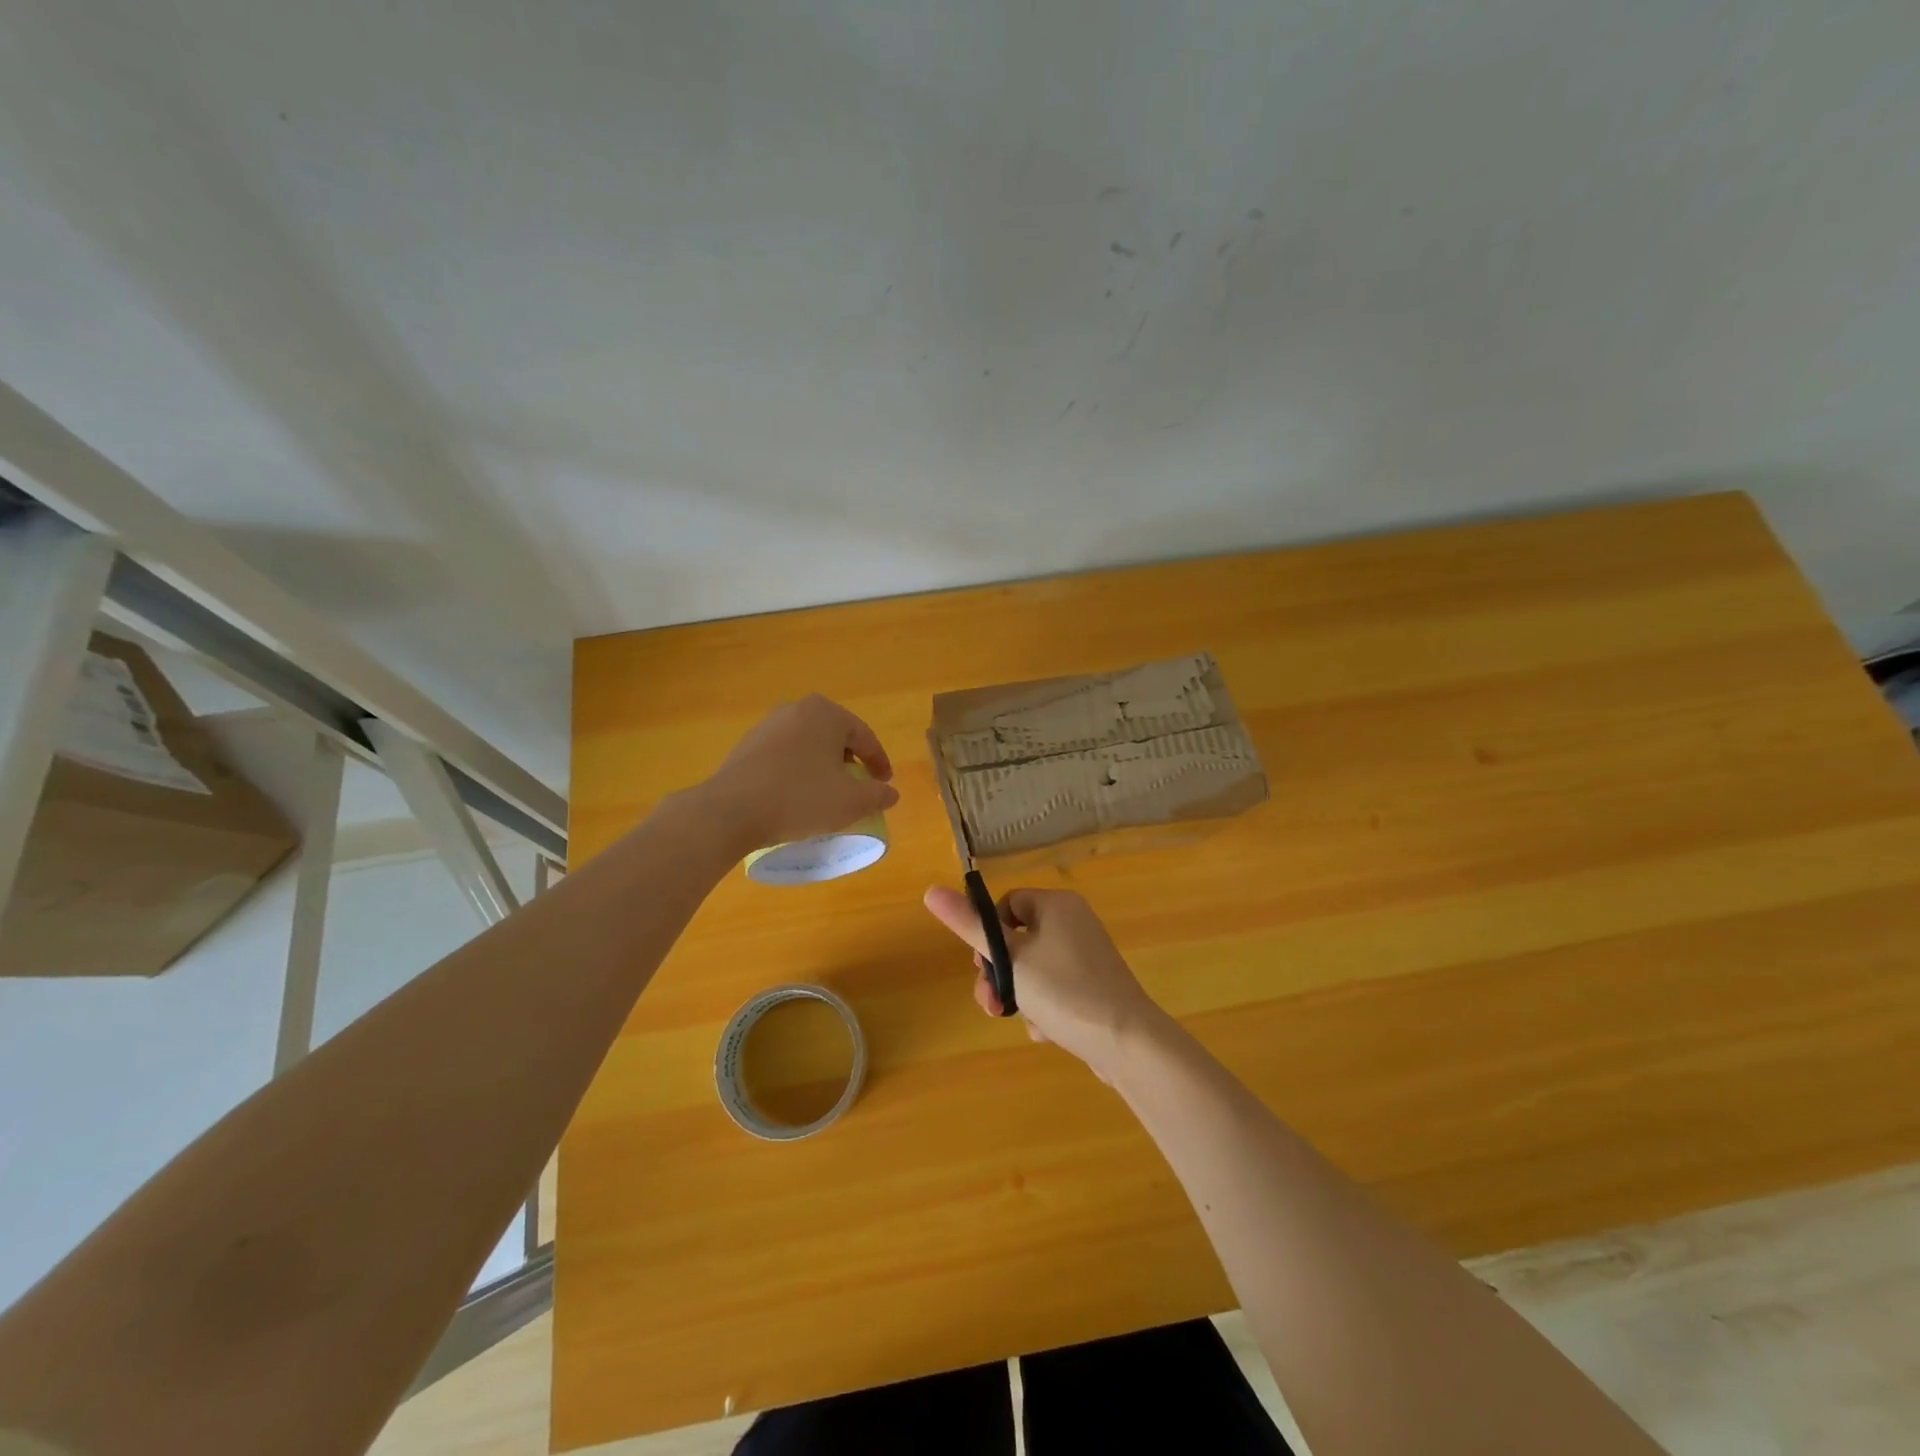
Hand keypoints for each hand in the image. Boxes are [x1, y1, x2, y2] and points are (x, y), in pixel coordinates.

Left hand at [701, 695, 898, 850]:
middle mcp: (796, 709)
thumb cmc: (800, 798)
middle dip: (850, 760)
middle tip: (858, 785)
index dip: (879, 763)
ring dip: (822, 765)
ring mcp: (767, 724)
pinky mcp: (747, 745)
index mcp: (826, 713)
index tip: (885, 784)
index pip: (865, 737)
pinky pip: (785, 755)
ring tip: (827, 791)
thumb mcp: (851, 802)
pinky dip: (798, 770)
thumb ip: (878, 795)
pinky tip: (796, 793)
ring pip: (808, 744)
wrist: (731, 810)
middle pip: (835, 736)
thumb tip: (890, 793)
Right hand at [922, 886, 1168, 1078]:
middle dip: (1000, 974)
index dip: (988, 934)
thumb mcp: (1009, 959)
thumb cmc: (1064, 991)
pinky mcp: (1095, 986)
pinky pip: (1056, 988)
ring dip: (1020, 996)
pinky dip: (1045, 1008)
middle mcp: (1075, 922)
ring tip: (1022, 1021)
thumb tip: (930, 890)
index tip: (981, 966)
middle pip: (1018, 939)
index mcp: (1056, 905)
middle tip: (991, 1003)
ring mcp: (1088, 955)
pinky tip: (1048, 1031)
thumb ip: (969, 926)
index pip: (1007, 904)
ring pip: (1033, 969)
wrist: (1126, 1042)